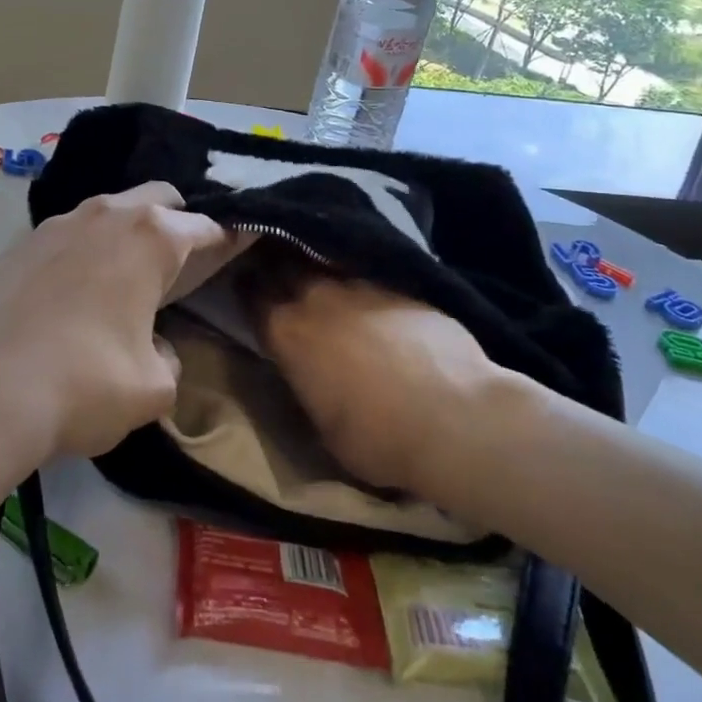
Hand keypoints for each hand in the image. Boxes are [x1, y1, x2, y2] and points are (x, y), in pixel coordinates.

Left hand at [0, 183, 248, 479]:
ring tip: (124, 278)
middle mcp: (106, 214)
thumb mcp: (153, 387)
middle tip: (178, 264)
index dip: (226, 240)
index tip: (237, 248)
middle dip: (176, 221)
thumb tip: (154, 346)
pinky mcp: (21, 243)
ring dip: (126, 232)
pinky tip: (75, 290)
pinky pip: (69, 233)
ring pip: (108, 211)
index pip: (205, 227)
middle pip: (157, 198)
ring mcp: (58, 223)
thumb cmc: (85, 385)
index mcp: (151, 237)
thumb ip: (168, 357)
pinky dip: (85, 249)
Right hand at [247, 273, 526, 500]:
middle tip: (274, 270)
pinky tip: (366, 292)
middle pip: (283, 264)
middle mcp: (315, 297)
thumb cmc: (379, 438)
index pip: (251, 294)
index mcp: (286, 332)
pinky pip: (366, 272)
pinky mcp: (400, 283)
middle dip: (274, 264)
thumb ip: (306, 385)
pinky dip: (358, 279)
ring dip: (317, 268)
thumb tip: (306, 372)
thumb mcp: (322, 427)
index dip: (246, 288)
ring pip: (325, 263)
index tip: (245, 286)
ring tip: (319, 277)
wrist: (457, 416)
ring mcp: (360, 284)